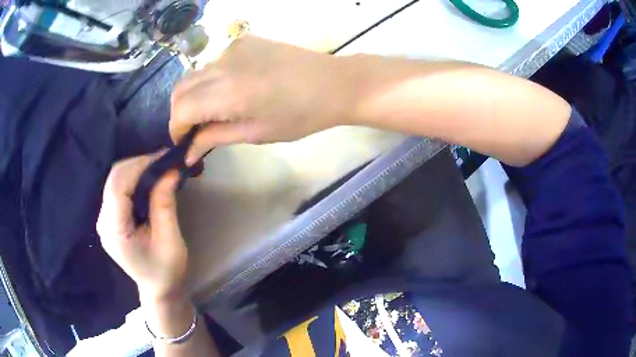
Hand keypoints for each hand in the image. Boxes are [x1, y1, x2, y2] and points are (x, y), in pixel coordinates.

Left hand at [97, 153, 187, 302]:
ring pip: (114, 180)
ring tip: (158, 168)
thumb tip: (170, 170)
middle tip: (163, 161)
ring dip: (135, 170)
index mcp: (115, 230)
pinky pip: (117, 189)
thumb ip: (165, 203)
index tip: (162, 158)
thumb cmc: (166, 271)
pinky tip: (147, 181)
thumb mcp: (170, 239)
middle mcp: (103, 222)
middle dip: (137, 164)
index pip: (118, 185)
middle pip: (114, 178)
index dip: (138, 166)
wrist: (158, 290)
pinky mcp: (109, 219)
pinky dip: (132, 179)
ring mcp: (104, 220)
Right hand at [170, 35, 355, 164]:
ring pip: (195, 74)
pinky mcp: (244, 40)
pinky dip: (211, 80)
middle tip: (194, 132)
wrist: (335, 83)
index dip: (176, 129)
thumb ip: (215, 138)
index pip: (181, 109)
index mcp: (227, 92)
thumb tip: (188, 152)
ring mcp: (233, 47)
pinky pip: (214, 63)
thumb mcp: (256, 133)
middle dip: (180, 113)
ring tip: (213, 112)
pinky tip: (229, 90)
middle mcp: (223, 64)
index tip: (182, 143)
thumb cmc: (301, 115)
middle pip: (181, 88)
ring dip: (194, 96)